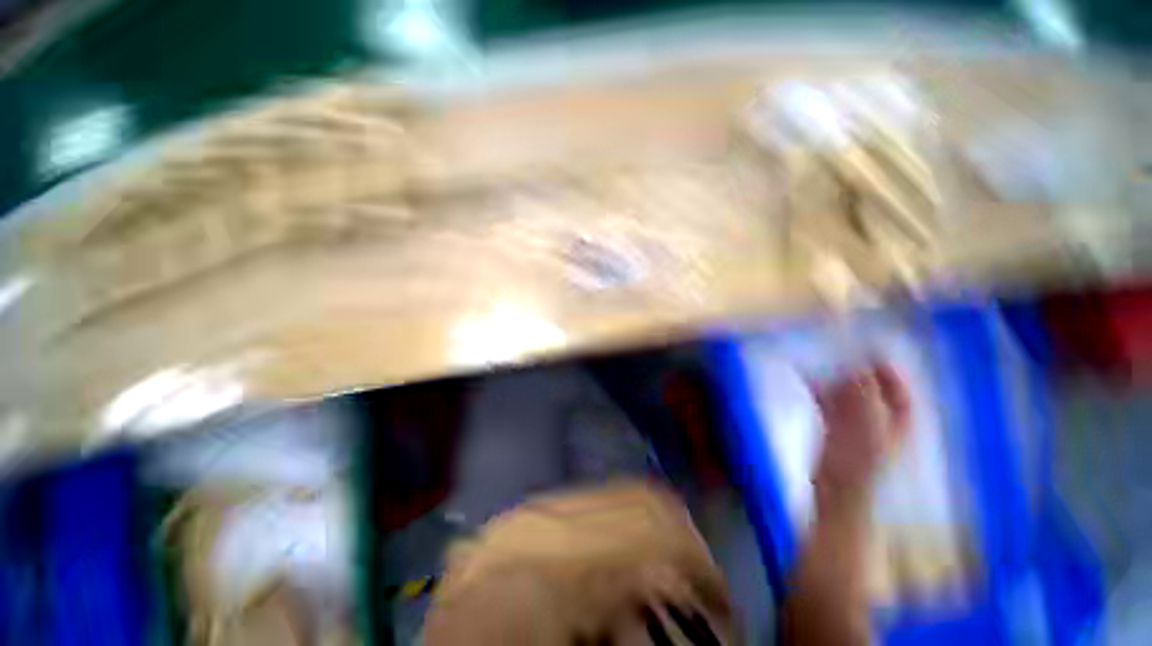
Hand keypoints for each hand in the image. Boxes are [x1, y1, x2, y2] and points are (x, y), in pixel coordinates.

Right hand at [813, 363, 909, 495]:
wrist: (838, 494)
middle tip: (833, 354)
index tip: (869, 352)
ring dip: (832, 378)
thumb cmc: (861, 467)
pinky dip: (818, 389)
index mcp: (898, 421)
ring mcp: (855, 422)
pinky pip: (827, 401)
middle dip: (853, 370)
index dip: (888, 371)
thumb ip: (865, 400)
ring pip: (846, 392)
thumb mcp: (868, 431)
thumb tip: (857, 369)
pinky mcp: (832, 426)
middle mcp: (879, 418)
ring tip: (816, 363)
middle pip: (870, 388)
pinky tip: (807, 380)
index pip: (899, 390)